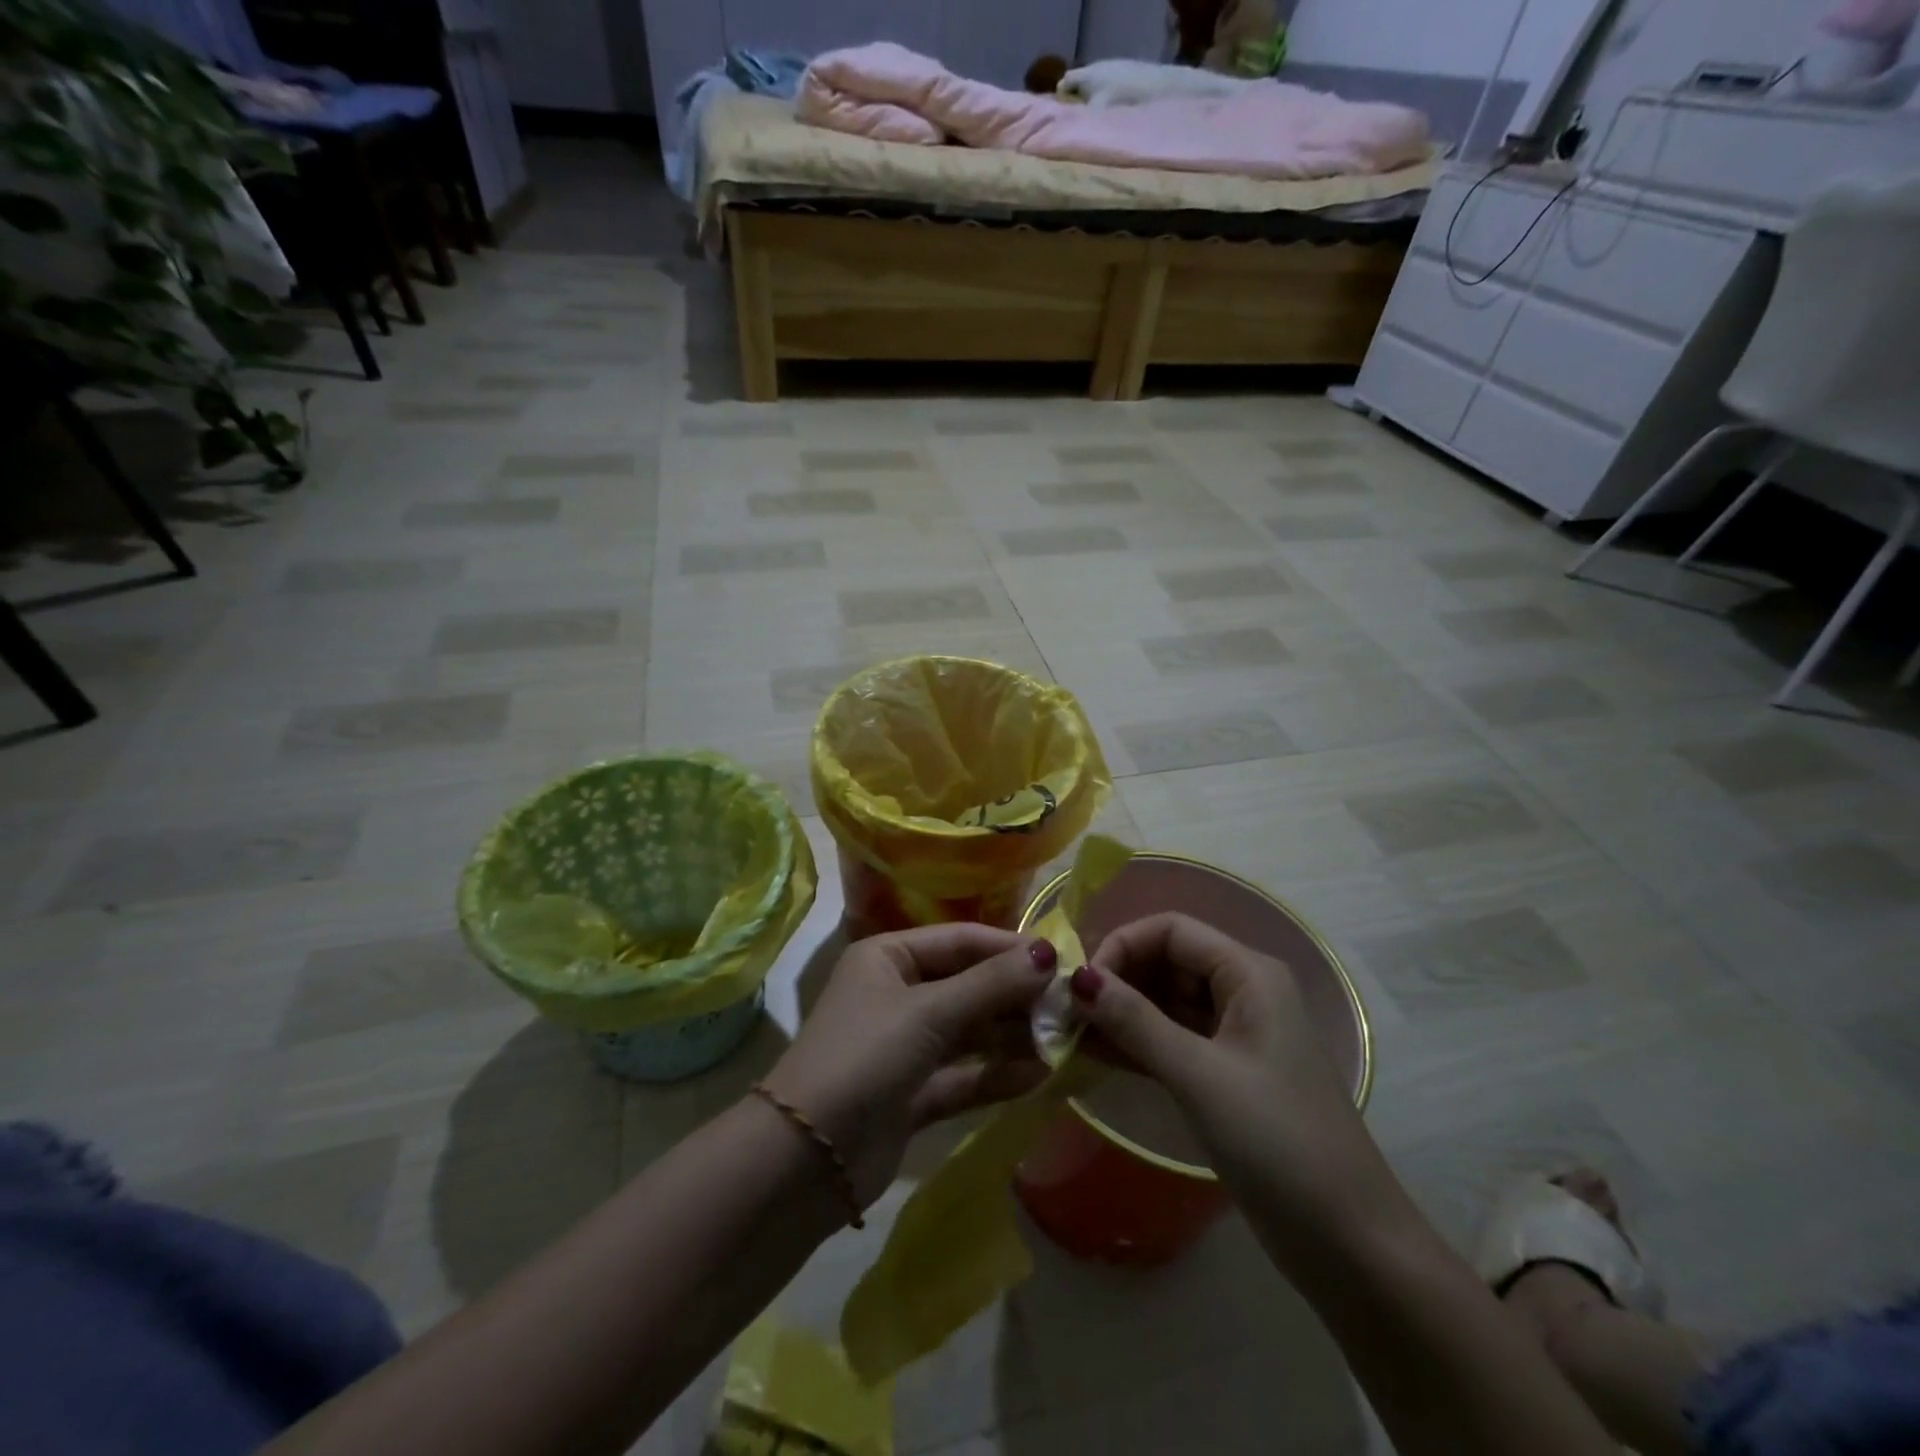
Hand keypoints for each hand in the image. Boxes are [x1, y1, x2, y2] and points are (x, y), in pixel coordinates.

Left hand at [761, 925, 1056, 1206]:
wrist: (804, 1160)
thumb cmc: (865, 1057)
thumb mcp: (929, 1012)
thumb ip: (991, 984)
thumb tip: (1049, 953)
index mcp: (889, 956)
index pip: (961, 940)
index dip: (1010, 948)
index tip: (1061, 961)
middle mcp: (897, 993)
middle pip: (968, 985)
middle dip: (1016, 996)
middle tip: (1069, 1007)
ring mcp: (905, 1045)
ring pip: (969, 1032)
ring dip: (1012, 1036)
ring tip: (1063, 1041)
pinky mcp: (912, 1093)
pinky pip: (963, 1075)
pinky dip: (996, 1075)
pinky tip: (1040, 1076)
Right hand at [1071, 913, 1371, 1211]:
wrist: (1349, 1243)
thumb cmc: (1277, 1141)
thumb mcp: (1198, 1075)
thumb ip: (1134, 1021)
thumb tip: (1075, 978)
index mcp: (1249, 974)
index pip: (1171, 930)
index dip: (1122, 946)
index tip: (1079, 984)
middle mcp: (1243, 991)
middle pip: (1167, 961)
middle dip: (1116, 979)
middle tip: (1065, 1011)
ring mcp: (1235, 1034)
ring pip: (1166, 1002)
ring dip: (1120, 1012)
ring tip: (1068, 1032)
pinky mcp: (1226, 1073)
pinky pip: (1171, 1039)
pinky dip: (1135, 1043)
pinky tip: (1092, 1053)